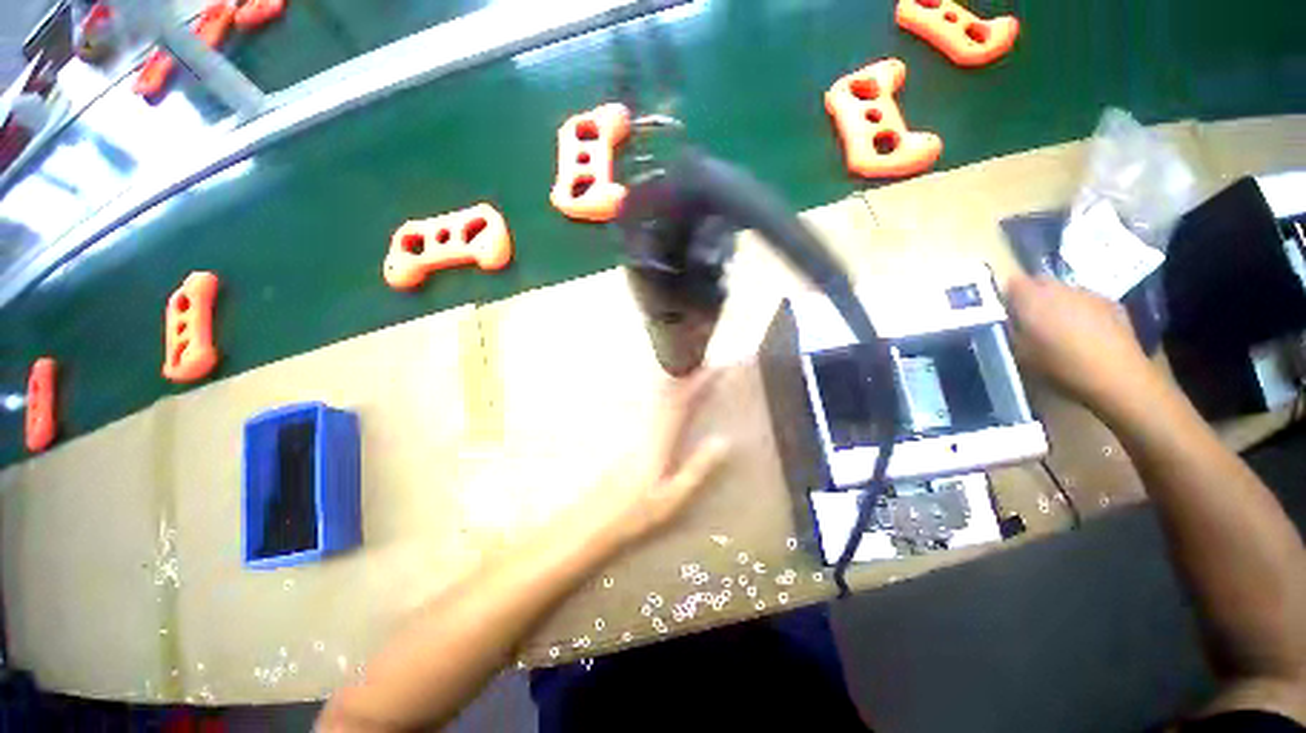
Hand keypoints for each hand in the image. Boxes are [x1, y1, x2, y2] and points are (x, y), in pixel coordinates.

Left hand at [586, 369, 730, 549]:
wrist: (593, 517)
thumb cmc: (636, 511)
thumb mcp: (674, 495)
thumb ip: (698, 467)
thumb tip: (723, 440)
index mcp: (660, 440)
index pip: (681, 403)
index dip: (698, 383)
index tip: (714, 368)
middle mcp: (645, 427)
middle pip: (666, 392)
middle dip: (686, 374)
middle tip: (704, 363)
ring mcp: (633, 429)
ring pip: (655, 396)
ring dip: (673, 382)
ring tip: (689, 372)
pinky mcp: (626, 435)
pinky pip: (647, 405)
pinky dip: (660, 394)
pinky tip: (663, 395)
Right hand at [1006, 274, 1161, 415]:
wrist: (1116, 377)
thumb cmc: (1059, 367)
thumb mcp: (1021, 353)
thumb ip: (1013, 329)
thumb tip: (1010, 318)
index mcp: (1033, 299)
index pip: (1012, 280)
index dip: (1007, 291)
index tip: (1005, 307)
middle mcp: (1060, 289)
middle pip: (1040, 282)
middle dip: (1033, 295)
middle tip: (1029, 318)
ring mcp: (1089, 294)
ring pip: (1065, 291)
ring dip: (1058, 303)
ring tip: (1058, 327)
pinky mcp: (1112, 304)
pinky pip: (1087, 301)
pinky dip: (1081, 311)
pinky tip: (1084, 333)